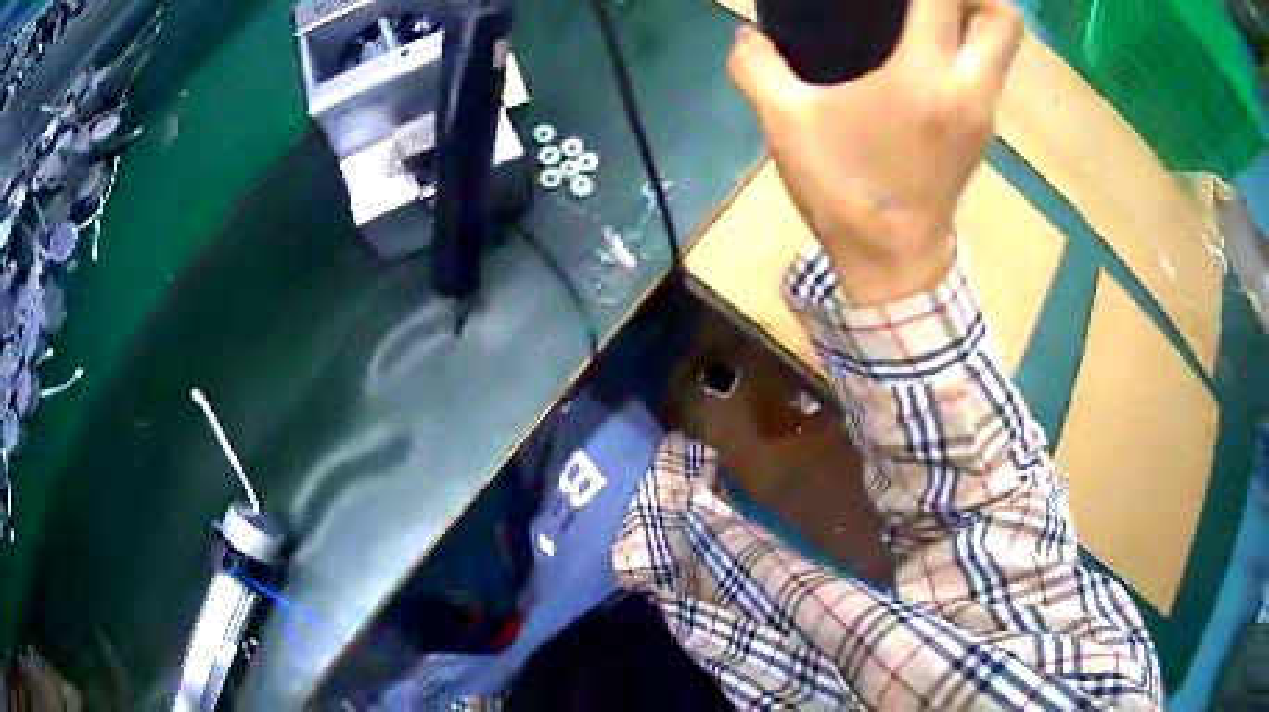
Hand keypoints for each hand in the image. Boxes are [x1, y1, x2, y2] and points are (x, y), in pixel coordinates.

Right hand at [729, 0, 1022, 304]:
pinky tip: (931, 46)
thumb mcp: (786, 124)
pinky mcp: (983, 128)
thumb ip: (757, 67)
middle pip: (1004, 16)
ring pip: (1003, 44)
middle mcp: (969, 88)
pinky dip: (970, 42)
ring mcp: (984, 111)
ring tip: (930, 7)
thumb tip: (746, 35)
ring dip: (976, 12)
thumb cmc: (845, 193)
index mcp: (924, 79)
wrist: (892, 261)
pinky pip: (990, 67)